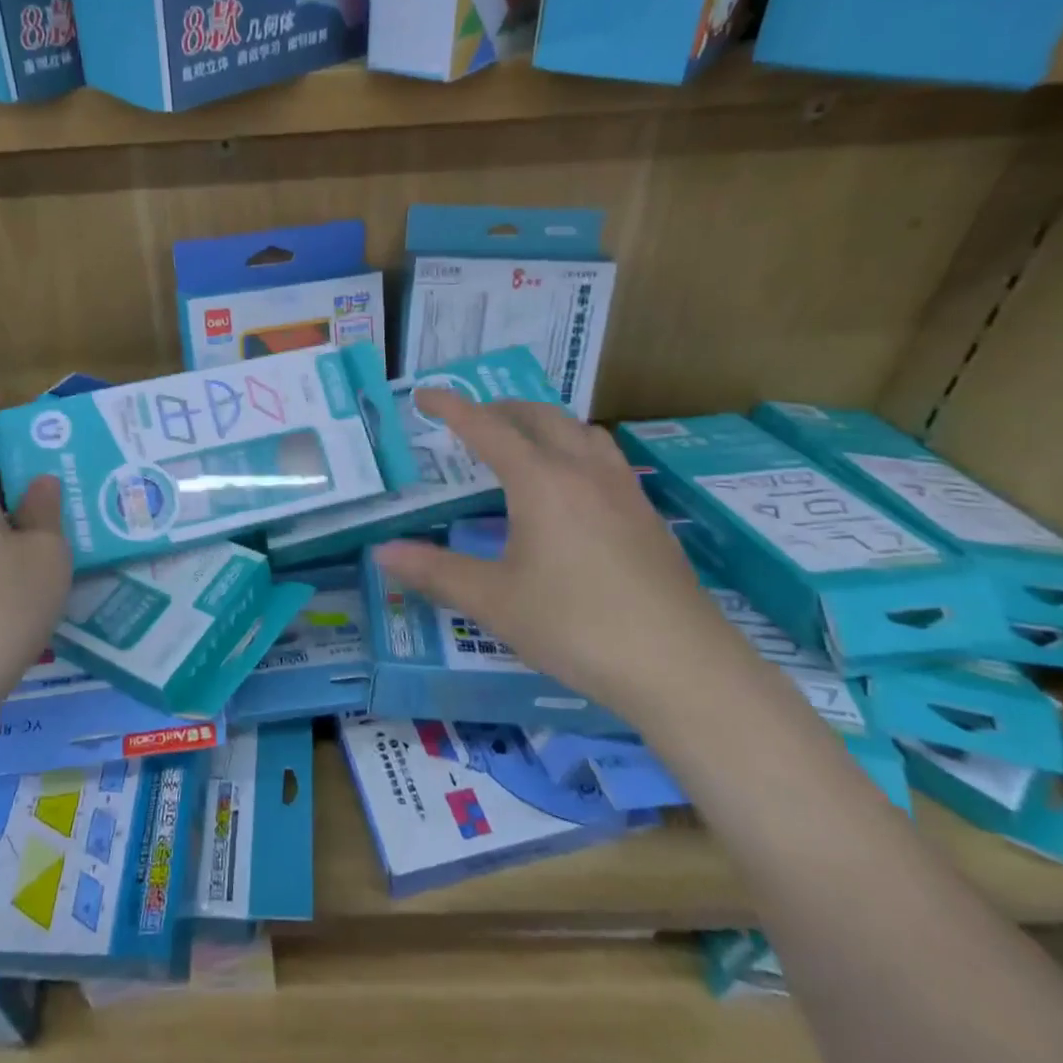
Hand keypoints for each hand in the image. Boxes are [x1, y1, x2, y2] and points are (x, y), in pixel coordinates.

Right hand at [374, 390, 757, 723]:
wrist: (680, 666)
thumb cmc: (575, 626)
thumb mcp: (493, 601)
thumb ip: (435, 571)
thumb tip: (382, 552)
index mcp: (540, 481)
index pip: (486, 427)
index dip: (451, 408)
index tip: (423, 395)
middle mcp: (583, 472)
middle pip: (539, 416)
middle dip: (500, 409)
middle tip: (470, 422)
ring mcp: (623, 490)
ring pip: (581, 431)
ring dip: (544, 424)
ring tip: (522, 443)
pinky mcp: (647, 516)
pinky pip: (605, 459)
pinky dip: (576, 450)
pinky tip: (573, 489)